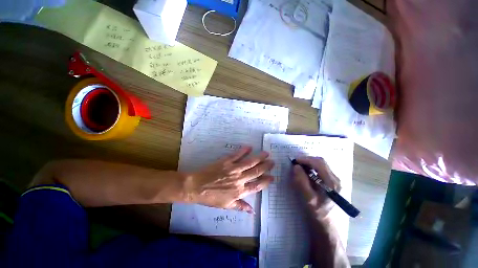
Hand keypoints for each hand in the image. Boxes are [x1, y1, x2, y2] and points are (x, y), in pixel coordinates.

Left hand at [184, 146, 273, 213]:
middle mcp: (239, 179)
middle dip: (265, 167)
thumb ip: (240, 207)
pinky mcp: (226, 162)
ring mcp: (233, 169)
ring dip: (259, 158)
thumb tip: (253, 211)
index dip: (266, 181)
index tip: (272, 177)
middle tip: (272, 162)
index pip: (257, 186)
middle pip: (256, 172)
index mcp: (239, 191)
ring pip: (249, 162)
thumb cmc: (211, 197)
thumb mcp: (226, 206)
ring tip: (266, 153)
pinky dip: (243, 150)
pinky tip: (249, 147)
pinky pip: (236, 155)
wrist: (196, 187)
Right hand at [292, 157, 340, 213]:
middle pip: (321, 162)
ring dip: (309, 165)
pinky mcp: (333, 184)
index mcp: (332, 182)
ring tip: (300, 169)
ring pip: (321, 166)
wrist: (330, 227)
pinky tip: (306, 175)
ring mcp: (335, 181)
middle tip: (296, 165)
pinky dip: (312, 170)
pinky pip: (321, 171)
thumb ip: (302, 182)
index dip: (306, 159)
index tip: (295, 161)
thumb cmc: (319, 214)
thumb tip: (296, 167)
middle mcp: (336, 179)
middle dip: (307, 161)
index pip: (319, 163)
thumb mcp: (309, 199)